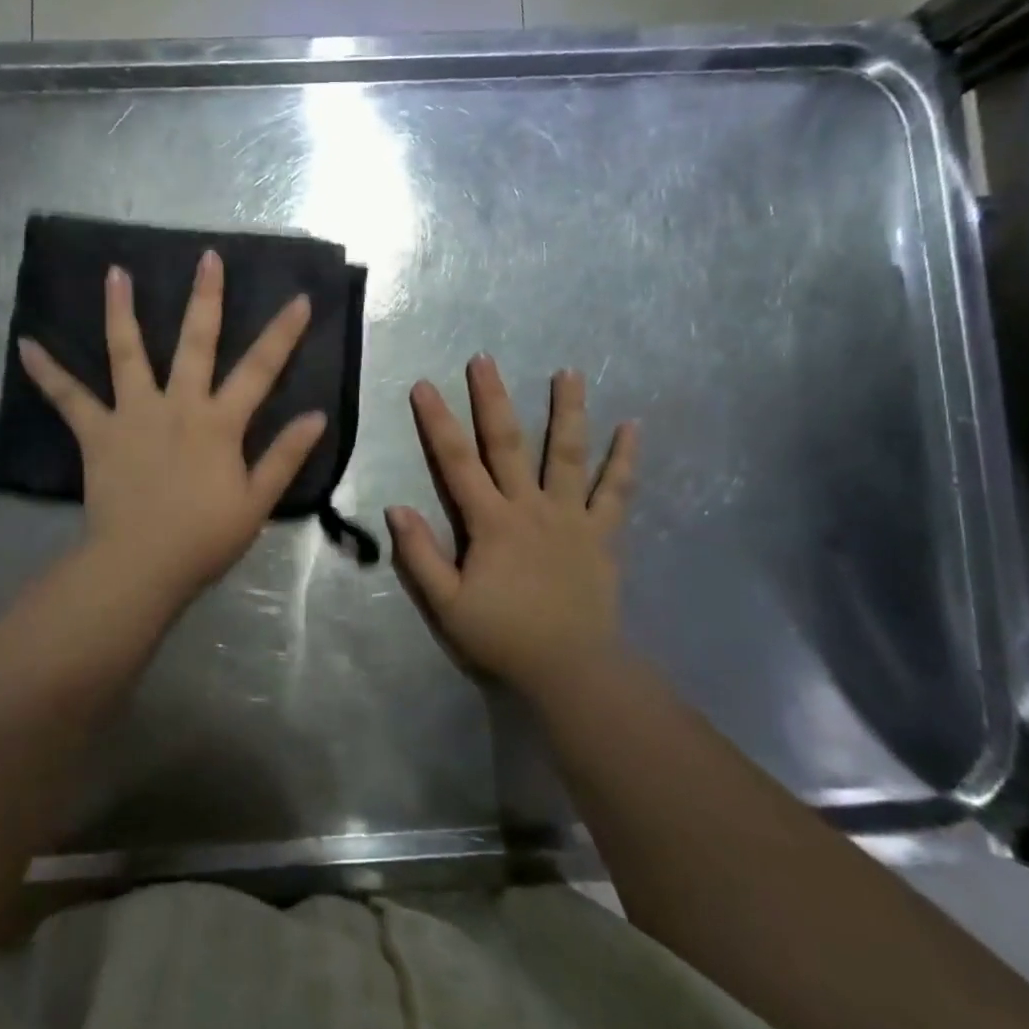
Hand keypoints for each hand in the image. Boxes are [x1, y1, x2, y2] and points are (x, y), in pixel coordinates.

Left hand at [18, 250, 327, 601]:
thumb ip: (285, 456)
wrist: (142, 565)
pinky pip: (69, 398)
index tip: (299, 298)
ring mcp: (134, 414)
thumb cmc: (204, 537)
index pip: (260, 369)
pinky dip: (47, 372)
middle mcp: (178, 405)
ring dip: (121, 311)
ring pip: (127, 353)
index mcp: (219, 422)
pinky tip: (26, 345)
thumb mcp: (257, 501)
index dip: (283, 333)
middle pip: (196, 342)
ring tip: (115, 273)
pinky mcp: (98, 433)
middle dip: (205, 298)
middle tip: (207, 258)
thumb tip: (315, 416)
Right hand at [385, 356, 637, 692]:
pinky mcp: (601, 534)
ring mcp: (571, 517)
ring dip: (567, 411)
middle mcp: (530, 507)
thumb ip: (420, 555)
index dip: (437, 423)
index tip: (424, 386)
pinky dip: (624, 459)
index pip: (456, 463)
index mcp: (490, 522)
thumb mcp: (447, 604)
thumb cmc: (503, 636)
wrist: (571, 669)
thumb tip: (395, 508)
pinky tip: (633, 427)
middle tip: (485, 359)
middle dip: (493, 399)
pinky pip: (615, 491)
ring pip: (568, 455)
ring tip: (569, 372)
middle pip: (508, 444)